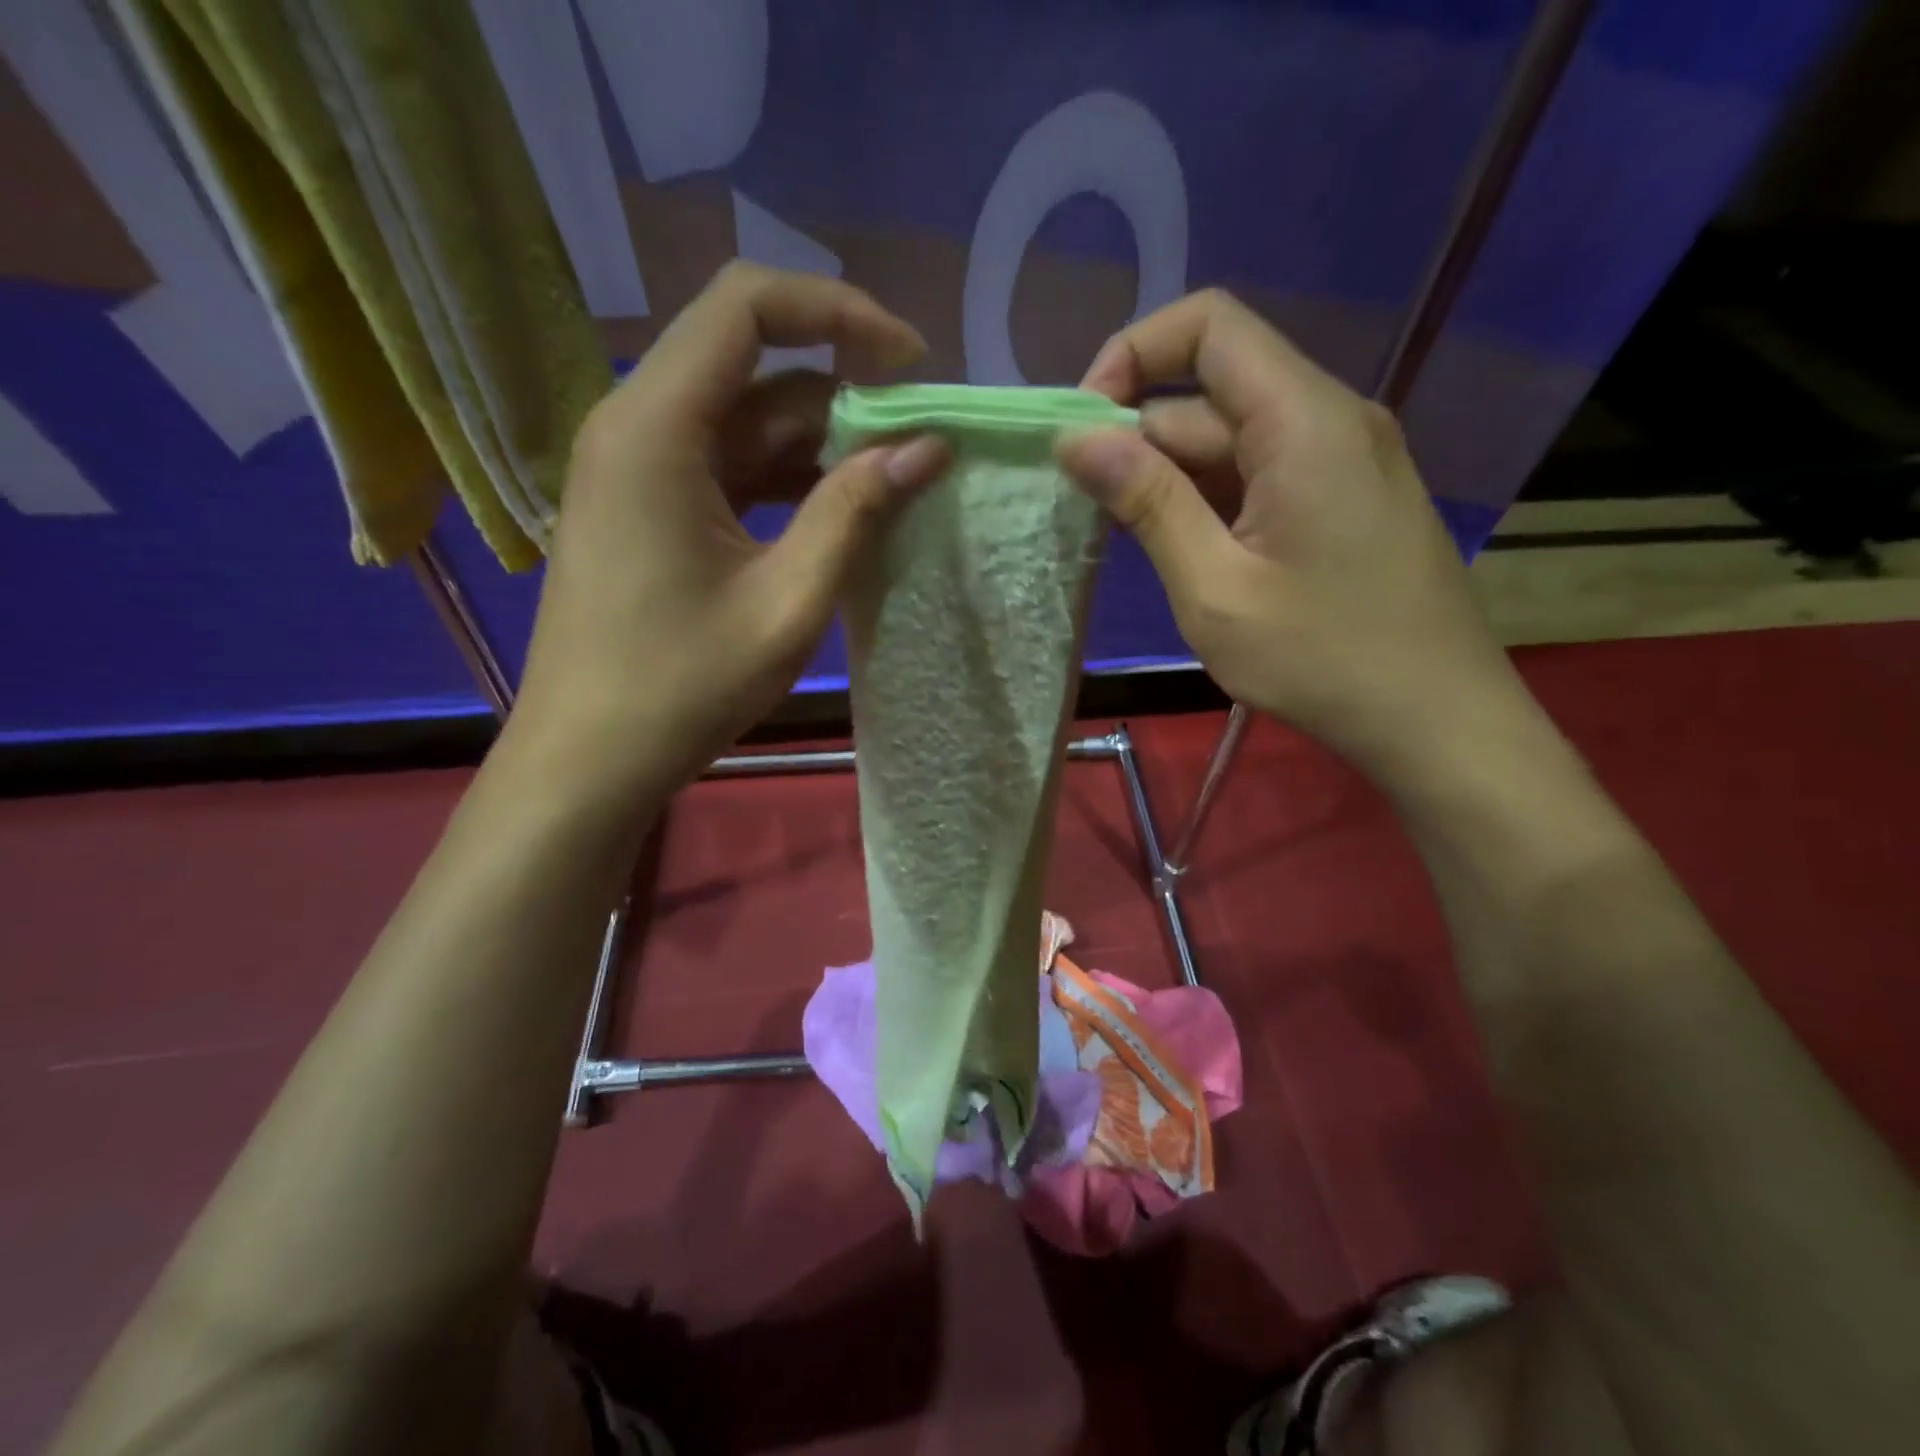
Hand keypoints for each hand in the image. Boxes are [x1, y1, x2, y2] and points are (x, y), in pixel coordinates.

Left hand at [505, 263, 949, 806]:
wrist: (588, 759)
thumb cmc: (682, 687)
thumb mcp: (787, 601)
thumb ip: (855, 513)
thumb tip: (928, 448)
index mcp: (656, 427)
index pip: (748, 307)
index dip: (839, 313)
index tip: (911, 363)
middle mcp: (637, 425)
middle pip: (751, 363)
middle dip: (842, 390)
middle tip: (916, 443)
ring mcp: (638, 468)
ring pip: (743, 418)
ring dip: (819, 443)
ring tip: (891, 486)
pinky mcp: (648, 507)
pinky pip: (727, 465)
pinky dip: (786, 479)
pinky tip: (837, 515)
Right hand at [1057, 289, 1528, 785]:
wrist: (1438, 721)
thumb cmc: (1322, 660)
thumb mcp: (1215, 589)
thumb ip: (1148, 503)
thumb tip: (1077, 438)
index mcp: (1304, 421)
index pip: (1209, 326)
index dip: (1133, 355)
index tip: (1083, 428)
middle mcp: (1330, 419)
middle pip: (1213, 392)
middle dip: (1140, 437)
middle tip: (1088, 510)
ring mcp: (1343, 459)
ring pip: (1233, 437)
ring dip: (1171, 476)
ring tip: (1127, 539)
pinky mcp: (1344, 498)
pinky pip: (1261, 472)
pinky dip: (1209, 498)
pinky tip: (1181, 549)